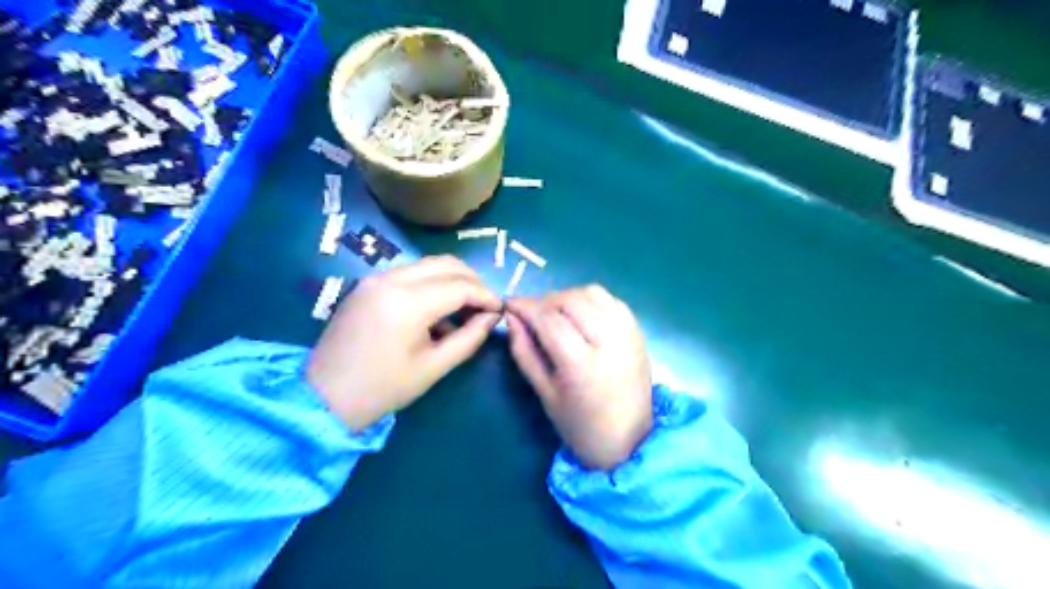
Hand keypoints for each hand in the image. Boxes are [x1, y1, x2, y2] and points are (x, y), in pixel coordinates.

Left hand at [306, 255, 501, 432]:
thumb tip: (492, 317)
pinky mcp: (367, 284)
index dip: (486, 295)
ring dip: (452, 280)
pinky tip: (437, 310)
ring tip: (465, 308)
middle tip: (485, 306)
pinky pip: (410, 274)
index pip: (460, 285)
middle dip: (472, 281)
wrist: (323, 397)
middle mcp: (391, 279)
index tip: (500, 310)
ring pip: (428, 264)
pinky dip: (431, 284)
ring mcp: (375, 278)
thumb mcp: (434, 367)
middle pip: (446, 264)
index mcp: (407, 302)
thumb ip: (469, 337)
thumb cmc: (383, 388)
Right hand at [506, 282, 653, 471]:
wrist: (629, 441)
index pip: (549, 320)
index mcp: (583, 366)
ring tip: (556, 314)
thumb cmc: (580, 425)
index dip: (525, 307)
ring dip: (568, 297)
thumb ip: (524, 352)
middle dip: (545, 301)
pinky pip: (611, 300)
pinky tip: (581, 316)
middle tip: (532, 315)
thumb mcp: (544, 393)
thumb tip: (512, 317)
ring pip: (593, 293)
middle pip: (571, 300)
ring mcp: (628, 334)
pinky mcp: (638, 332)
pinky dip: (591, 300)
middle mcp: (610, 343)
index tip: (508, 304)